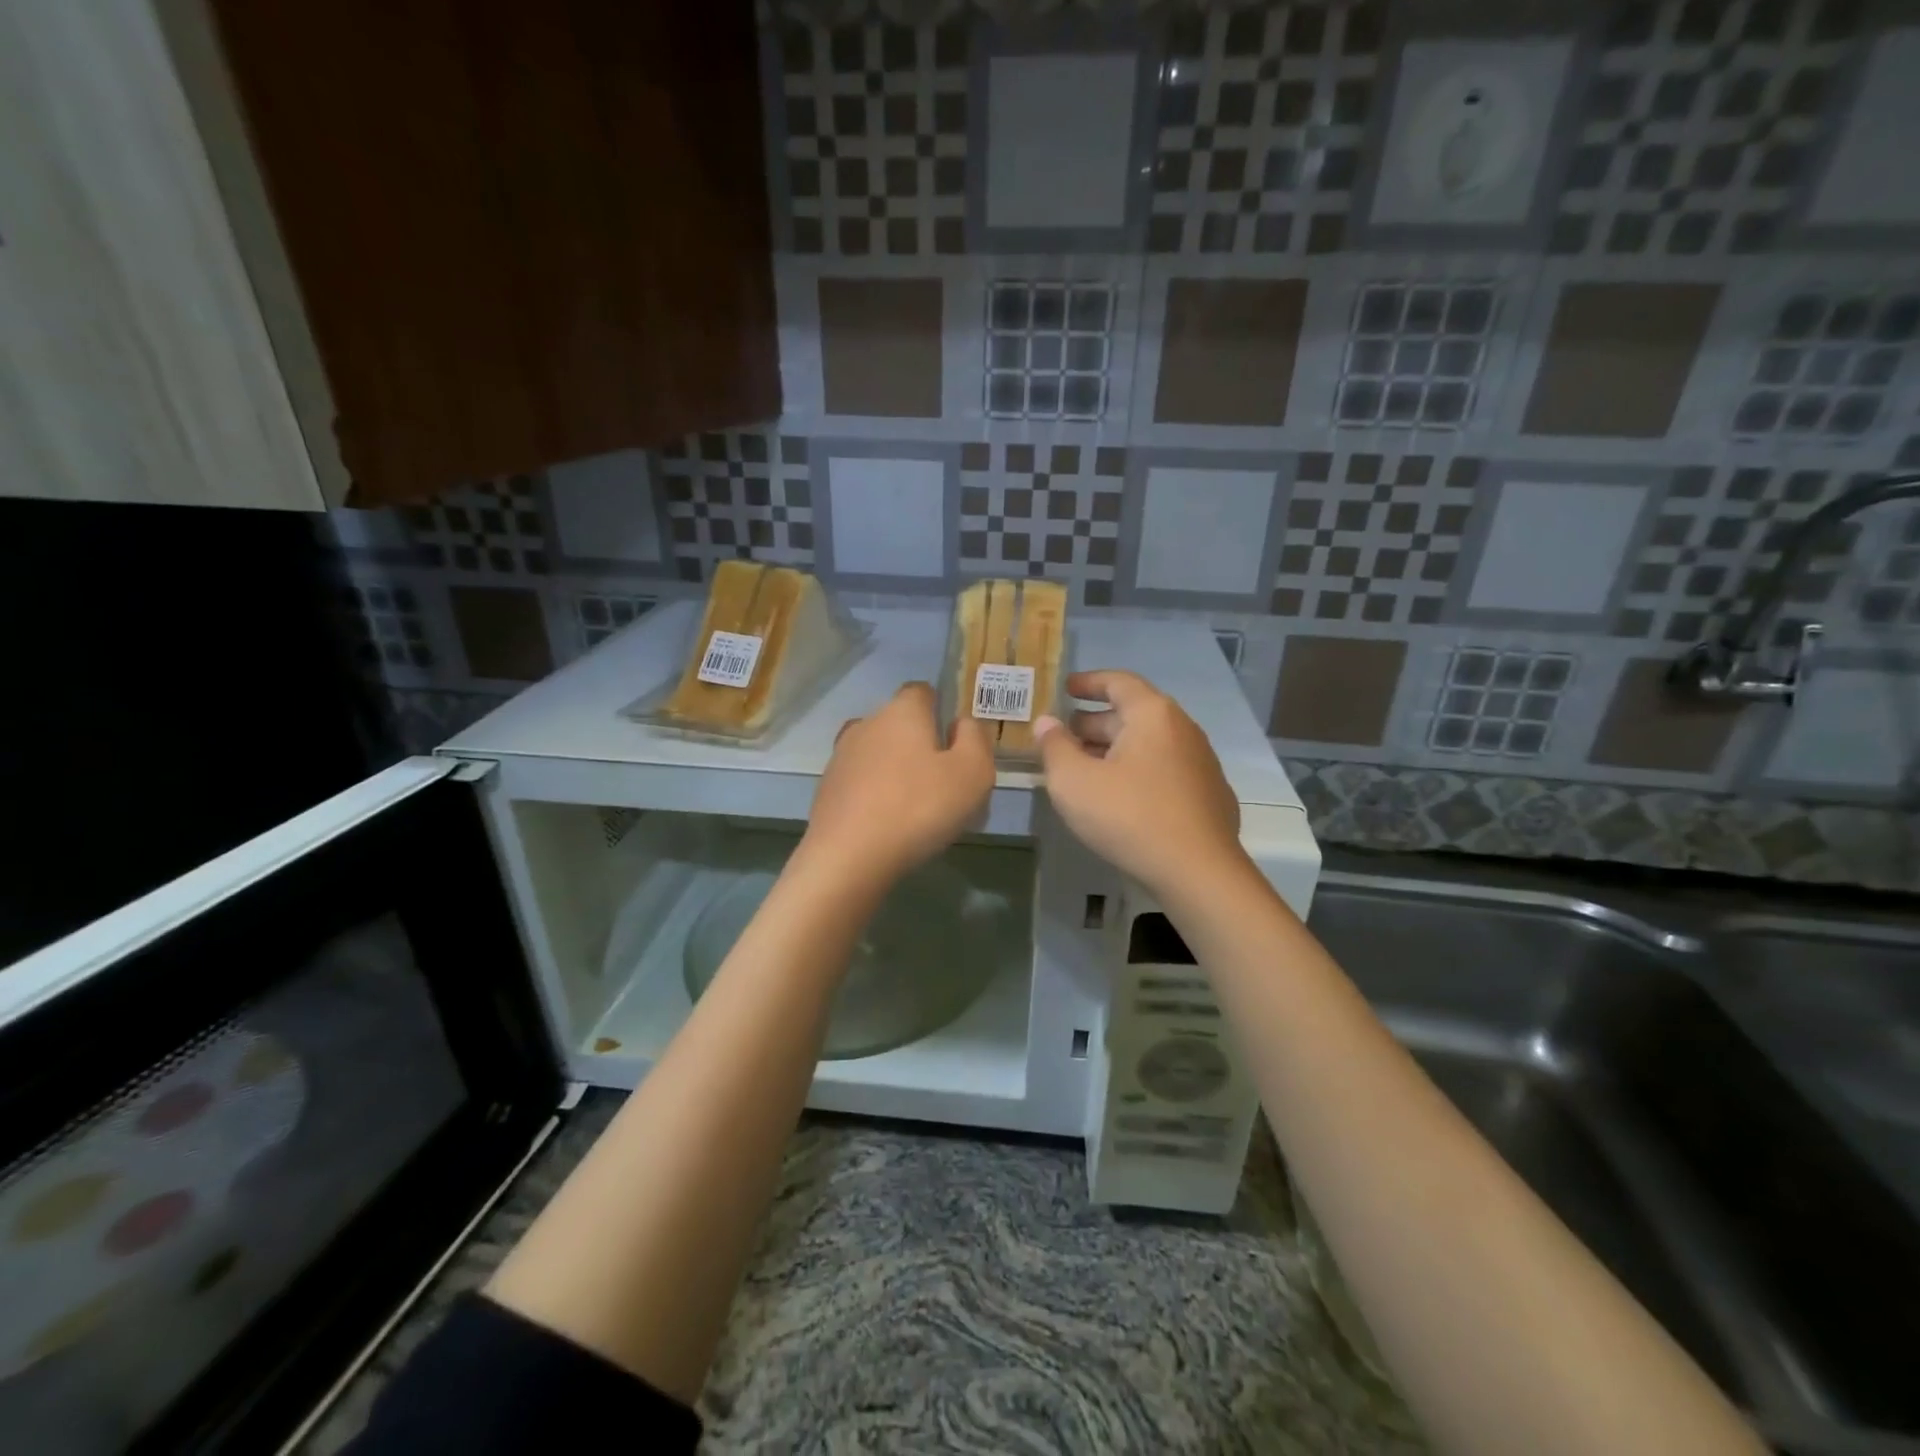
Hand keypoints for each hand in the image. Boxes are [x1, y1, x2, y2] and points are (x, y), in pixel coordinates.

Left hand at [801, 682, 995, 887]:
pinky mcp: (827, 788)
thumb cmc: (919, 808)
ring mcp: (841, 756)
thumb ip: (975, 739)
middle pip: (900, 724)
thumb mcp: (973, 773)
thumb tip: (963, 723)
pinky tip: (889, 824)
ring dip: (897, 771)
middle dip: (921, 745)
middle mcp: (867, 723)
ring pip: (879, 753)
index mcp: (902, 711)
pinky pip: (861, 781)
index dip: (941, 710)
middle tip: (944, 783)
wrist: (848, 857)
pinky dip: (876, 793)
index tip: (956, 743)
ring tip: (917, 808)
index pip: (922, 691)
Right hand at [1035, 670, 1242, 896]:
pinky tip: (1121, 799)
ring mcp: (1201, 763)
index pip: (1119, 682)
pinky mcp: (1209, 796)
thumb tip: (1047, 723)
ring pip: (1149, 745)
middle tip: (1065, 737)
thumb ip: (1054, 747)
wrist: (1198, 872)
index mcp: (1153, 715)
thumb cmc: (1129, 817)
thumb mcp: (1073, 782)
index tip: (1066, 688)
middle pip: (1134, 714)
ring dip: (1115, 751)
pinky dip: (1137, 773)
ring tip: (1086, 769)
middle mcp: (1183, 729)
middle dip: (1096, 723)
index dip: (1089, 682)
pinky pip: (1165, 771)